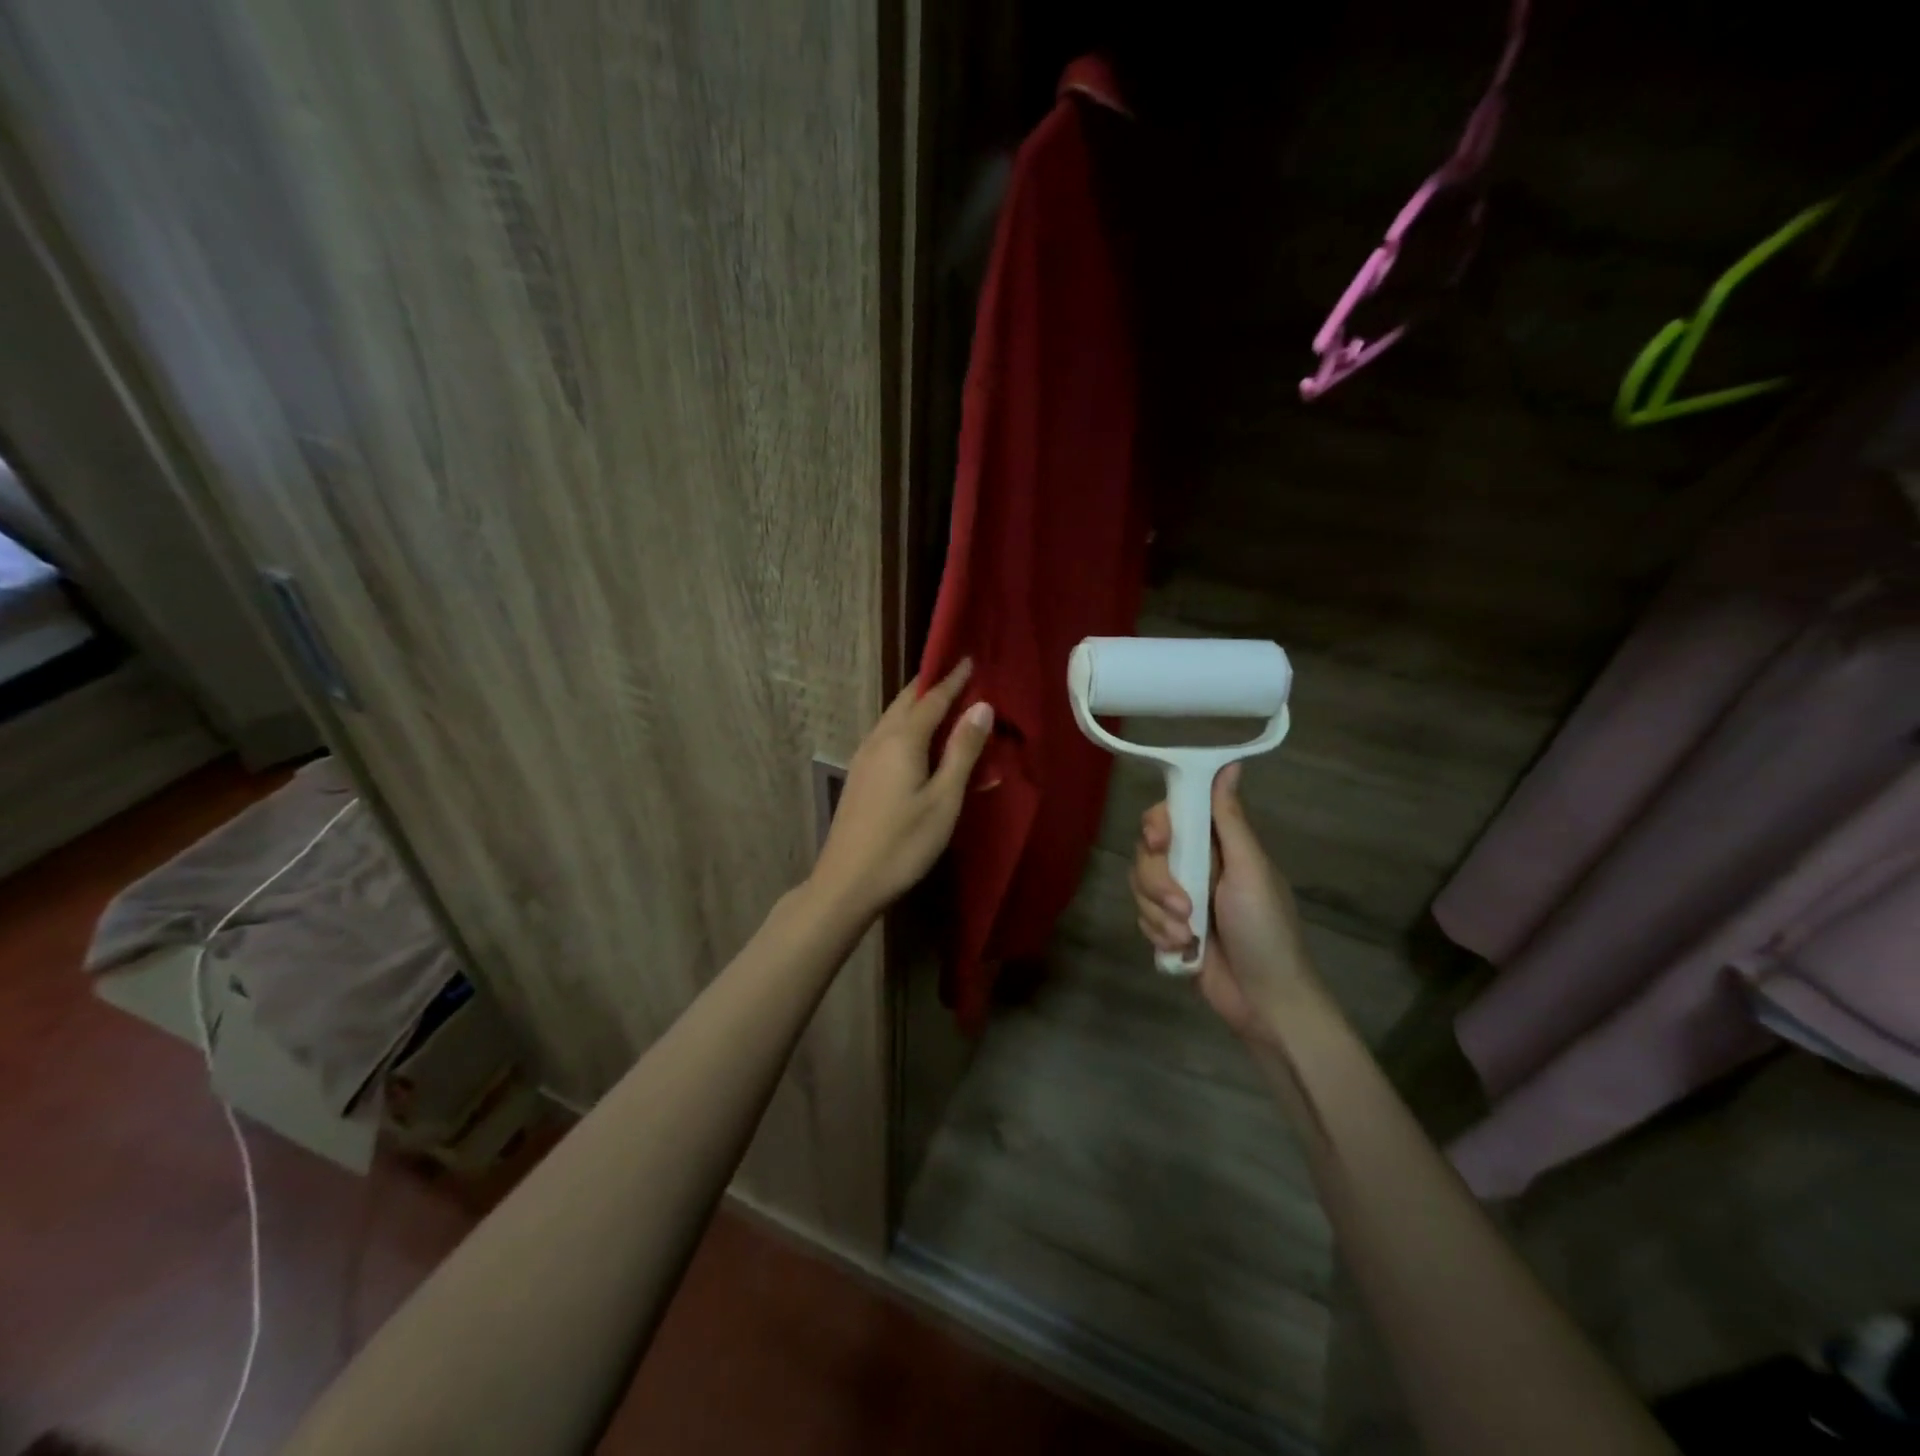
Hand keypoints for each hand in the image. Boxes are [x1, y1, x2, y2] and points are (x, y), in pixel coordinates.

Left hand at [809, 659, 993, 921]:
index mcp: (902, 740)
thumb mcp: (944, 800)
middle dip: (932, 686)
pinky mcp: (859, 777)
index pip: (933, 699)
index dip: (953, 680)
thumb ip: (962, 751)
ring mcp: (864, 758)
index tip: (969, 660)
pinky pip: (886, 737)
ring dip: (917, 706)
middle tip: (958, 676)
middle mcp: (879, 740)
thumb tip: (982, 706)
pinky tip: (917, 741)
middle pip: (907, 702)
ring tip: (942, 703)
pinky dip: (907, 727)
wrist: (847, 882)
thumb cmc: (903, 844)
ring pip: (893, 719)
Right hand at [1129, 763, 1318, 1043]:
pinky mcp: (1169, 928)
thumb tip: (1230, 763)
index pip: (1173, 815)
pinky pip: (1142, 916)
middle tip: (1184, 908)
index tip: (1159, 842)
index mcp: (1219, 846)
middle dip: (1159, 882)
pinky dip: (1157, 933)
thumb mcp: (1251, 871)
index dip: (1158, 825)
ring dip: (1159, 914)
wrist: (1265, 1001)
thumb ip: (1231, 821)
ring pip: (1140, 885)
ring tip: (1188, 937)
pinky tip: (1182, 950)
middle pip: (1148, 852)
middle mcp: (1196, 865)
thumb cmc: (1266, 931)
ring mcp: (1181, 898)